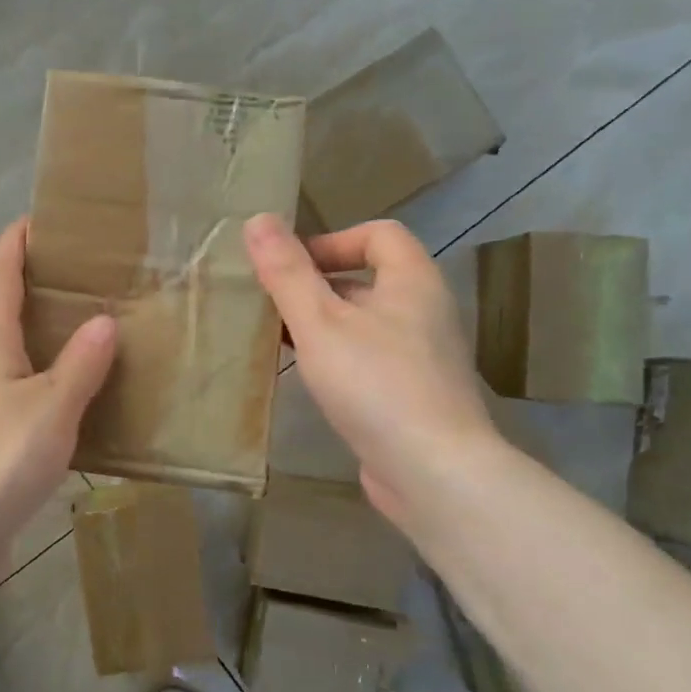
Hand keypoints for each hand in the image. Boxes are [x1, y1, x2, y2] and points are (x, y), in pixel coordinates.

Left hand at [0, 219, 115, 579]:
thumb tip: (103, 320)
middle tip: (60, 275)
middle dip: (11, 276)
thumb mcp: (53, 407)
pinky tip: (57, 388)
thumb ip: (81, 363)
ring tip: (66, 325)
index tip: (43, 218)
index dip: (17, 239)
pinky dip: (22, 367)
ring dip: (16, 322)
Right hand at [244, 214, 501, 530]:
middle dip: (315, 287)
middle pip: (366, 279)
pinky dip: (335, 359)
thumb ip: (288, 272)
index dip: (331, 240)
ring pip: (363, 324)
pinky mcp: (411, 395)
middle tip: (270, 305)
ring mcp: (421, 357)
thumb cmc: (375, 383)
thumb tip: (257, 220)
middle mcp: (424, 312)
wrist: (433, 471)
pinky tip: (306, 380)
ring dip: (321, 325)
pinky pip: (368, 360)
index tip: (291, 268)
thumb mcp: (320, 322)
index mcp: (412, 282)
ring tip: (276, 341)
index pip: (377, 234)